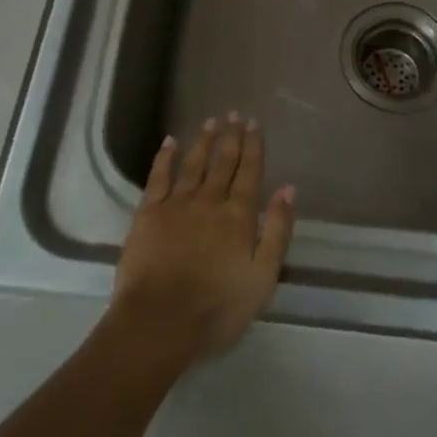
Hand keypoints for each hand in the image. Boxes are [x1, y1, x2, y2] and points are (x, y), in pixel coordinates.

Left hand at [110, 113, 295, 368]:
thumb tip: (288, 189)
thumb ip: (278, 231)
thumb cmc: (217, 308)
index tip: (254, 124)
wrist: (159, 323)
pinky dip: (165, 157)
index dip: (253, 146)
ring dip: (204, 141)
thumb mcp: (262, 278)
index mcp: (238, 216)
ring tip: (211, 122)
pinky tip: (170, 142)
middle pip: (223, 162)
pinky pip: (158, 177)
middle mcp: (209, 200)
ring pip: (194, 164)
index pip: (250, 172)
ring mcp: (177, 204)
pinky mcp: (148, 213)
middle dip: (231, 136)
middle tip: (235, 114)